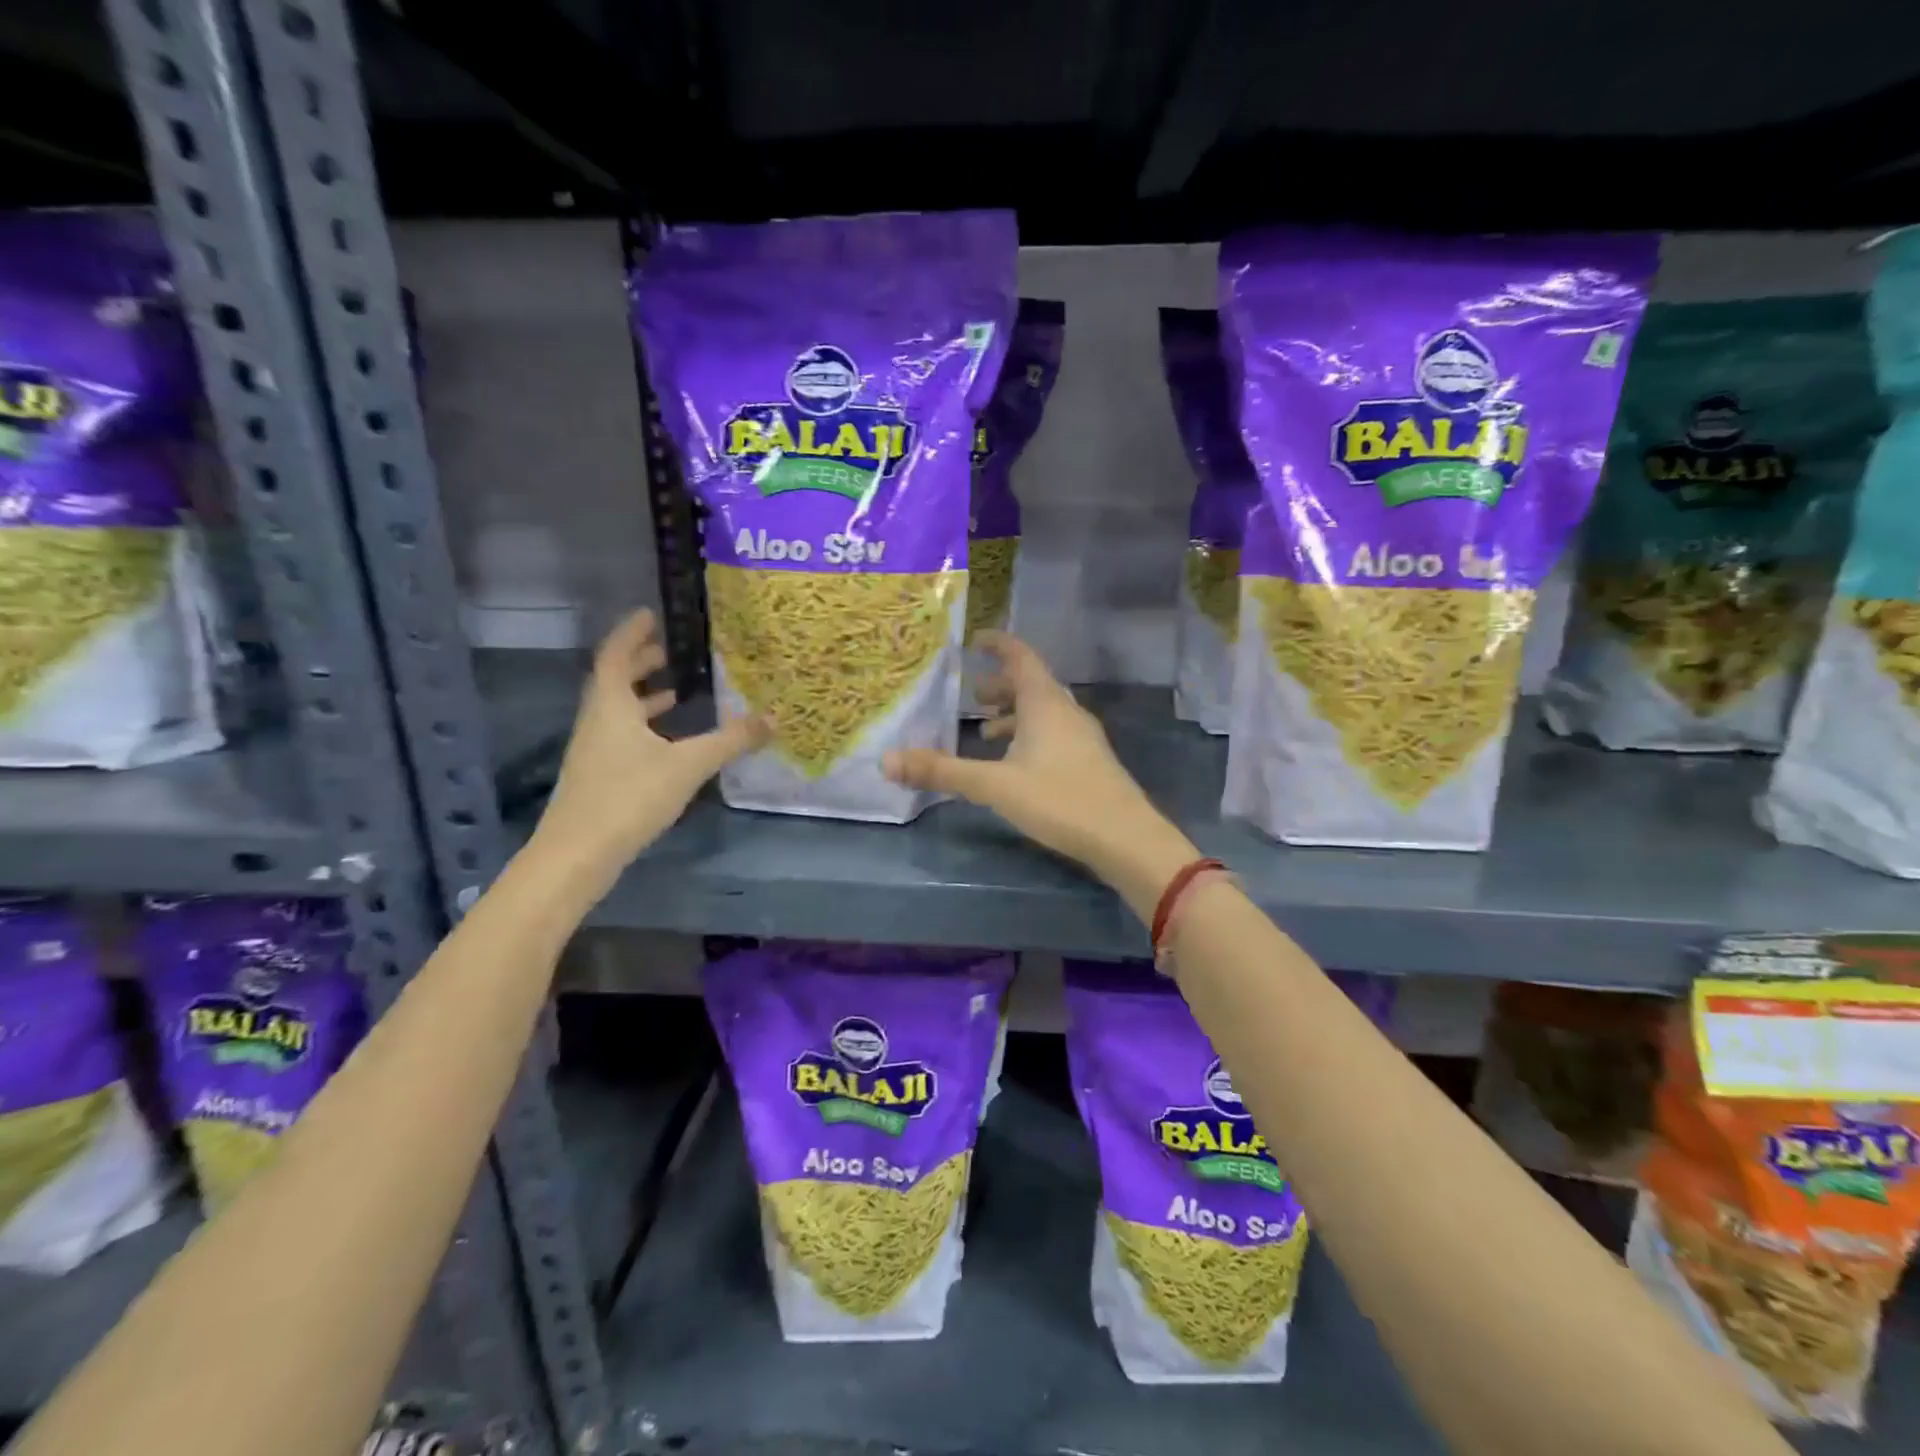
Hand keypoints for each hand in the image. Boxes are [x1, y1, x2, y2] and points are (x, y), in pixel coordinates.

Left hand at [537, 609, 768, 867]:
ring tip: (676, 691)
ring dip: (643, 695)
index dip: (631, 632)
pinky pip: (622, 734)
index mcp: (611, 706)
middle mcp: (598, 721)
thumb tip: (774, 717)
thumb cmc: (629, 796)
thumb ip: (731, 740)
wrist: (578, 855)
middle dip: (640, 661)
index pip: (615, 654)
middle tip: (669, 649)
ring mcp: (594, 750)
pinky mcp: (599, 775)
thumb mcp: (688, 764)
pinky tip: (669, 741)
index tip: (650, 614)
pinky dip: (644, 725)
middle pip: (614, 680)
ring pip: (618, 710)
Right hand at [883, 632, 1197, 913]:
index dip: (997, 644)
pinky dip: (1029, 735)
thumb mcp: (994, 785)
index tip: (974, 640)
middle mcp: (1067, 711)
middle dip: (1000, 685)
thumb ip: (942, 771)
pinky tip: (1016, 764)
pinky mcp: (1090, 761)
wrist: (1125, 838)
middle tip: (971, 695)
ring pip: (1044, 712)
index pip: (1020, 656)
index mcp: (1045, 703)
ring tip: (985, 731)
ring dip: (1014, 714)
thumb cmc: (1059, 800)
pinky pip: (1054, 733)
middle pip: (1031, 684)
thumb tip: (886, 760)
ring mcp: (1083, 736)